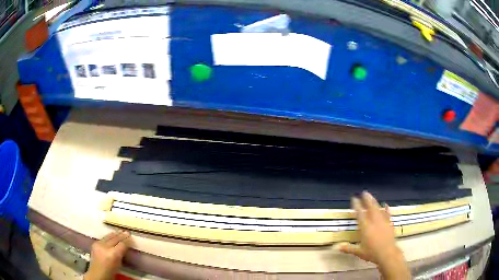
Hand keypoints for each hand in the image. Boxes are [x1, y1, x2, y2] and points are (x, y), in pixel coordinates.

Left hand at [84, 230, 130, 279]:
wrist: (97, 274)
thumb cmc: (110, 272)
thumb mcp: (119, 264)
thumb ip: (121, 254)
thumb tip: (125, 246)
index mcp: (113, 254)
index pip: (122, 244)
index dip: (127, 240)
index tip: (131, 237)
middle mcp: (105, 247)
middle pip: (115, 238)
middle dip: (121, 235)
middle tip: (127, 232)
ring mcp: (98, 244)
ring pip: (108, 236)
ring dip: (115, 234)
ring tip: (120, 232)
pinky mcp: (94, 243)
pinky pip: (103, 238)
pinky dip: (109, 236)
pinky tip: (112, 236)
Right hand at [338, 191, 410, 279]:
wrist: (387, 254)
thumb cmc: (372, 253)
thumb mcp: (359, 252)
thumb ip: (349, 248)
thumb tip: (338, 247)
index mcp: (365, 228)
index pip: (360, 214)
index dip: (357, 206)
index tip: (354, 198)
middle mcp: (374, 222)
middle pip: (370, 208)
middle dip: (367, 200)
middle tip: (364, 192)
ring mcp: (382, 222)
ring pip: (378, 209)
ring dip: (375, 202)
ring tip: (371, 196)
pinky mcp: (389, 224)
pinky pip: (387, 214)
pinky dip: (386, 209)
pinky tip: (386, 205)